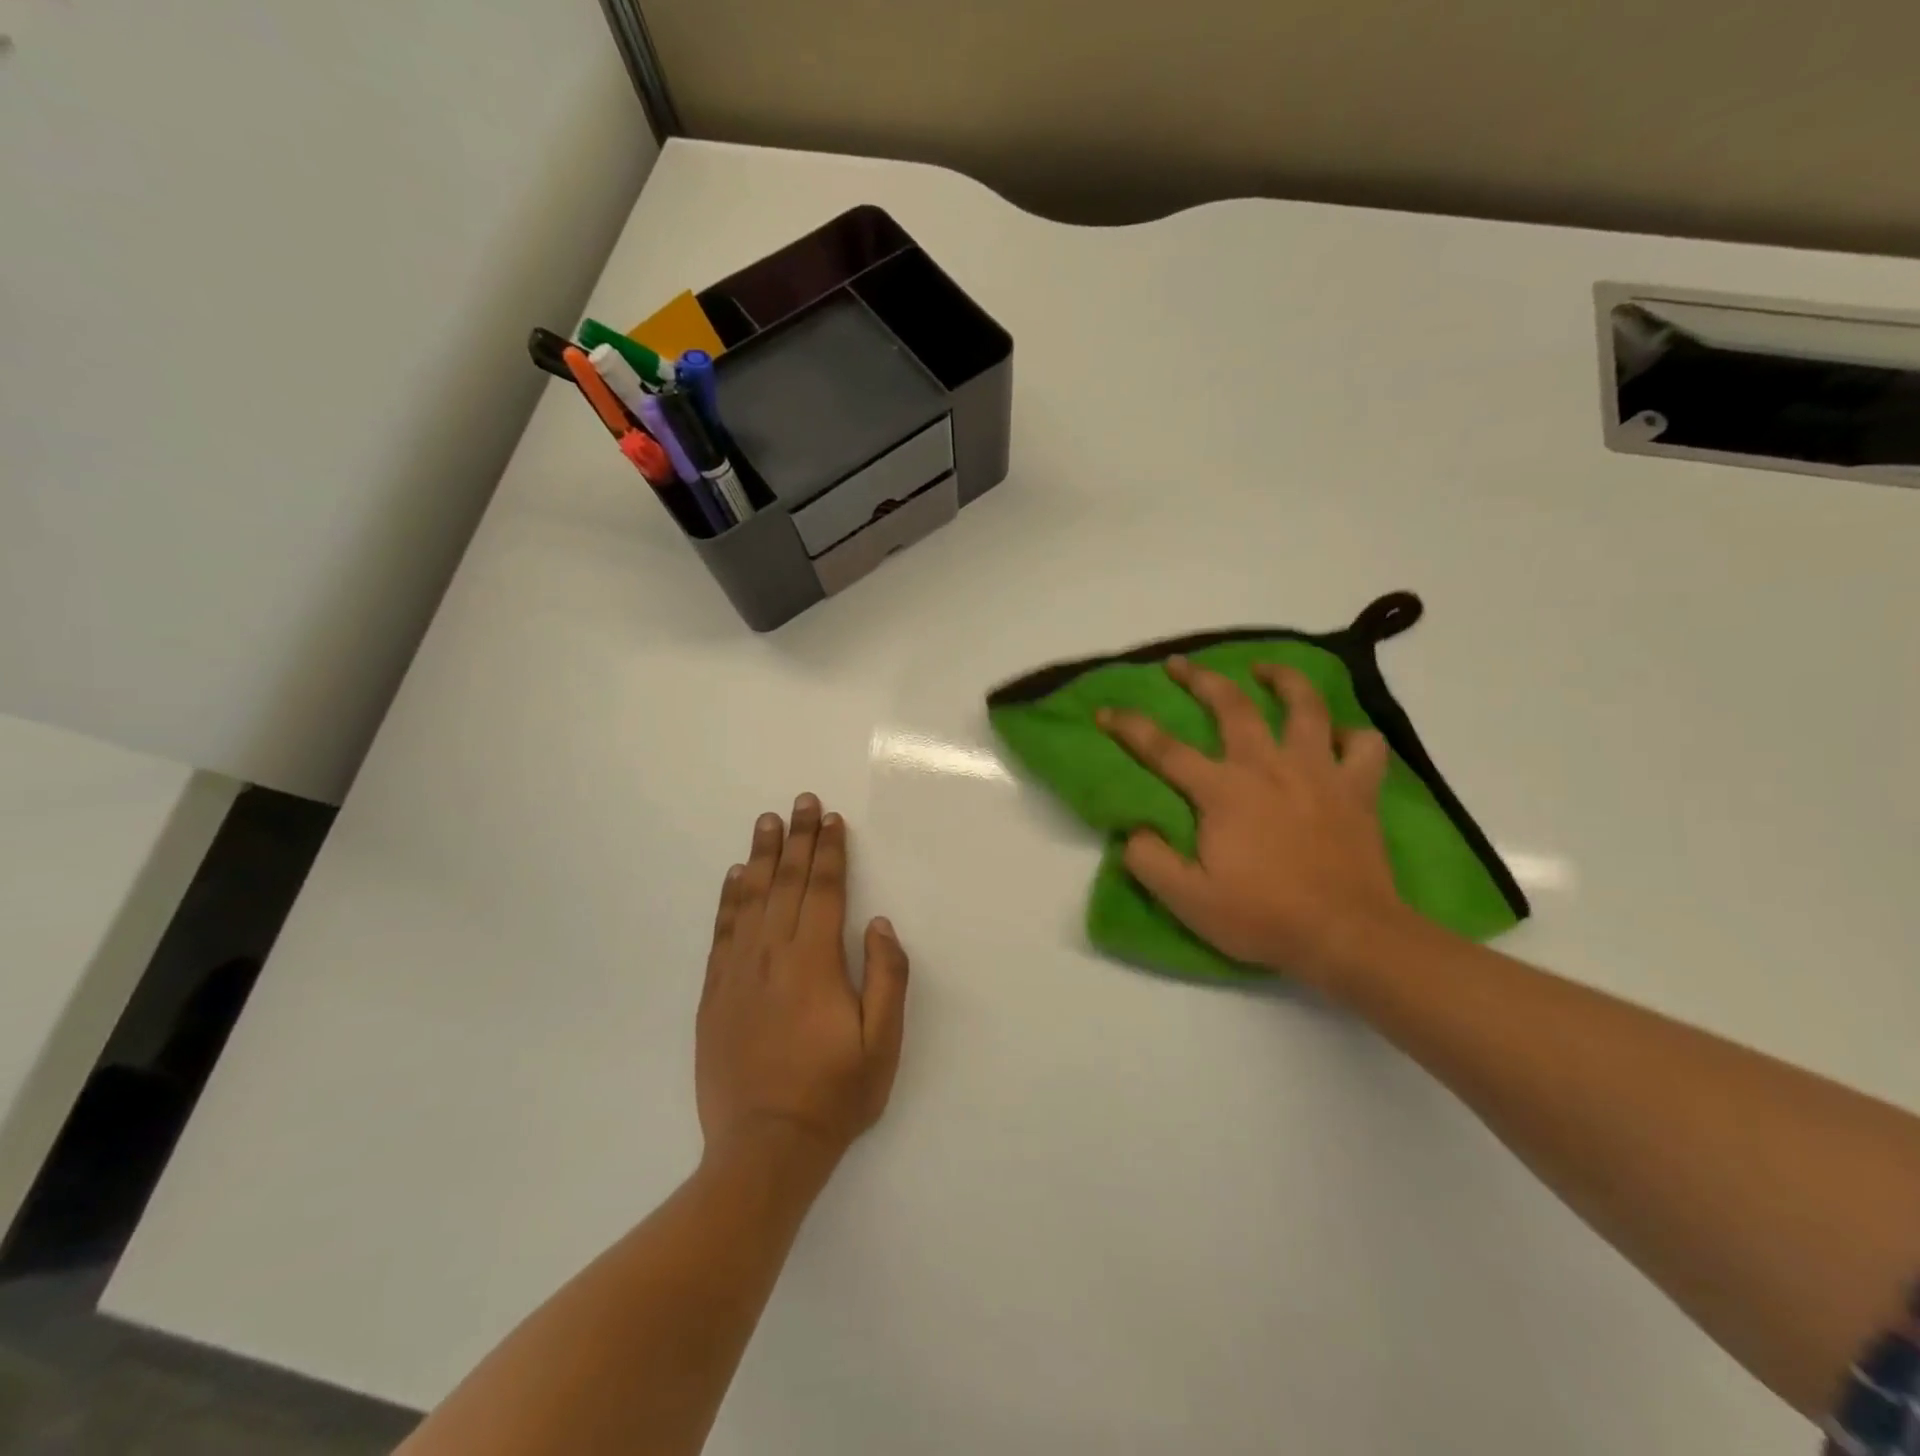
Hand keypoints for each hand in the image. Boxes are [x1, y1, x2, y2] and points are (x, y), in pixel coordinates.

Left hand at [696, 796, 909, 1174]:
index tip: (831, 820)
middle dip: (796, 839)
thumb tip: (879, 924)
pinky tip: (734, 876)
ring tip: (767, 823)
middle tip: (800, 802)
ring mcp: (737, 972)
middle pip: (786, 883)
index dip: (828, 852)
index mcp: (814, 962)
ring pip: (750, 899)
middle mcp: (772, 955)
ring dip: (761, 857)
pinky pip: (722, 931)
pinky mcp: (714, 993)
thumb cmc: (833, 1094)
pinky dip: (728, 898)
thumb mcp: (881, 1043)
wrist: (764, 1148)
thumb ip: (887, 977)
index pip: (822, 891)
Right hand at [1098, 658, 1407, 986]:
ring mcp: (1319, 773)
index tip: (1106, 710)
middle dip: (1201, 678)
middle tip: (1180, 663)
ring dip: (1283, 680)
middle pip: (1232, 706)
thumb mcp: (1188, 900)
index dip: (1130, 727)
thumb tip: (1133, 830)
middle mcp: (1268, 767)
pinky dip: (1351, 735)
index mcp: (1223, 791)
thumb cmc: (1263, 917)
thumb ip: (1149, 860)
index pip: (1164, 749)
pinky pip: (1364, 746)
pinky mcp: (1358, 790)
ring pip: (1306, 707)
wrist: (1347, 935)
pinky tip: (1337, 738)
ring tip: (1266, 669)